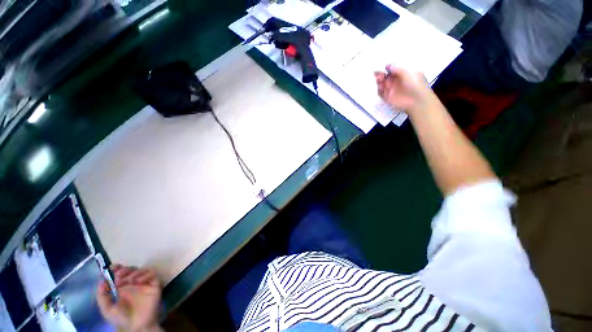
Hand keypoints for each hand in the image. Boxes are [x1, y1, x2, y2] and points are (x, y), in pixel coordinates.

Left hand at [97, 265, 161, 331]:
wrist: (136, 326)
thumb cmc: (121, 319)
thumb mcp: (107, 309)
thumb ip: (102, 295)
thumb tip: (102, 280)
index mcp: (123, 288)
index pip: (122, 273)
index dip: (118, 268)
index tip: (113, 267)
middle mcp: (134, 284)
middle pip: (132, 269)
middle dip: (125, 270)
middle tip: (119, 275)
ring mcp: (145, 284)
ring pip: (143, 270)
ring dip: (135, 272)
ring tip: (129, 281)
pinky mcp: (154, 285)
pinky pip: (152, 275)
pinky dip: (145, 275)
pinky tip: (138, 282)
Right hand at [374, 65, 431, 115]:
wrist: (417, 100)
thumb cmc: (416, 84)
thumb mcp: (409, 73)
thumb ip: (398, 69)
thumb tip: (389, 67)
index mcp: (403, 74)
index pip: (393, 70)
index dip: (388, 68)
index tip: (384, 67)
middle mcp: (397, 82)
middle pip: (386, 77)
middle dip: (381, 74)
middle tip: (377, 73)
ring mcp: (392, 90)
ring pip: (382, 84)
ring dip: (379, 81)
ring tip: (378, 79)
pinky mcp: (388, 97)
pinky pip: (381, 93)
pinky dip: (379, 89)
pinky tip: (380, 87)